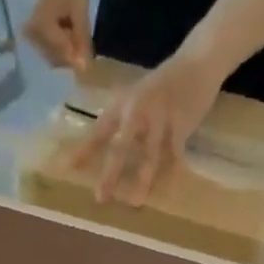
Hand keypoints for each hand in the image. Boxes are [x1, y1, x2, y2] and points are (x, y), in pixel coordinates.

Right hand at [25, 0, 91, 70]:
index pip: (61, 49)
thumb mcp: (81, 10)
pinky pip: (51, 55)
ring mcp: (31, 39)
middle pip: (57, 57)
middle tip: (82, 38)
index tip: (90, 63)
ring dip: (68, 53)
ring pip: (55, 59)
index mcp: (40, 24)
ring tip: (72, 32)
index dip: (76, 58)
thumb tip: (84, 67)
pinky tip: (66, 35)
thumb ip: (81, 38)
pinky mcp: (34, 42)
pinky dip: (63, 50)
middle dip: (72, 54)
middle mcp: (31, 34)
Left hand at [70, 50, 224, 205]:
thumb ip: (117, 125)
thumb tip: (93, 156)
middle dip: (110, 173)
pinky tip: (169, 192)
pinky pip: (176, 154)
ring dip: (143, 179)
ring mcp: (162, 117)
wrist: (199, 60)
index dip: (82, 152)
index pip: (97, 133)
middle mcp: (138, 110)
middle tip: (100, 199)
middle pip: (121, 146)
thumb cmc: (160, 87)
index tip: (65, 170)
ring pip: (150, 153)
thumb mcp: (133, 98)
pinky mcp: (183, 123)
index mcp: (122, 105)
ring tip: (136, 202)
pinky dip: (172, 173)